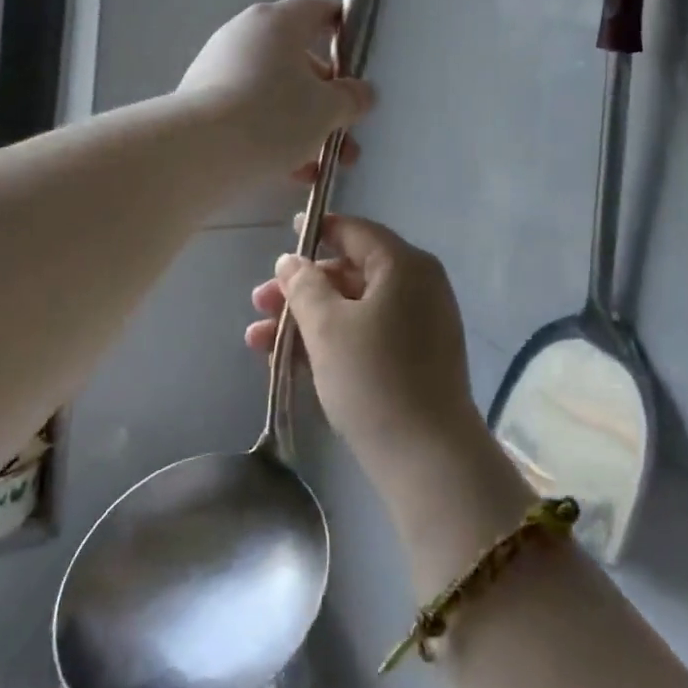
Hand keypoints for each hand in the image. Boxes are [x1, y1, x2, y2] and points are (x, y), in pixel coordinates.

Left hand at [177, 0, 373, 181]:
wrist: (197, 153)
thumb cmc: (273, 116)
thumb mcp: (327, 109)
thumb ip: (351, 98)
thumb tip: (361, 92)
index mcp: (278, 22)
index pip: (320, 10)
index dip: (345, 28)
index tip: (361, 55)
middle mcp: (246, 35)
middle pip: (300, 59)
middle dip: (328, 99)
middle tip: (347, 131)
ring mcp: (220, 66)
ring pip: (276, 91)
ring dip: (304, 124)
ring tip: (323, 164)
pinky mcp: (202, 100)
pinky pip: (250, 111)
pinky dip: (273, 134)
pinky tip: (291, 172)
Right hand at [247, 214, 482, 473]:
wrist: (428, 458)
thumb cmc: (374, 378)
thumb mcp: (328, 328)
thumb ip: (304, 286)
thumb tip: (291, 260)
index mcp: (404, 265)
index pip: (356, 232)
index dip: (318, 230)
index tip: (285, 234)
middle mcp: (418, 285)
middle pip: (351, 272)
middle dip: (301, 288)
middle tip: (258, 304)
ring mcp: (420, 323)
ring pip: (354, 307)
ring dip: (307, 319)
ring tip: (258, 341)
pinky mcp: (416, 358)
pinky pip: (368, 333)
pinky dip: (332, 340)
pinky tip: (289, 361)